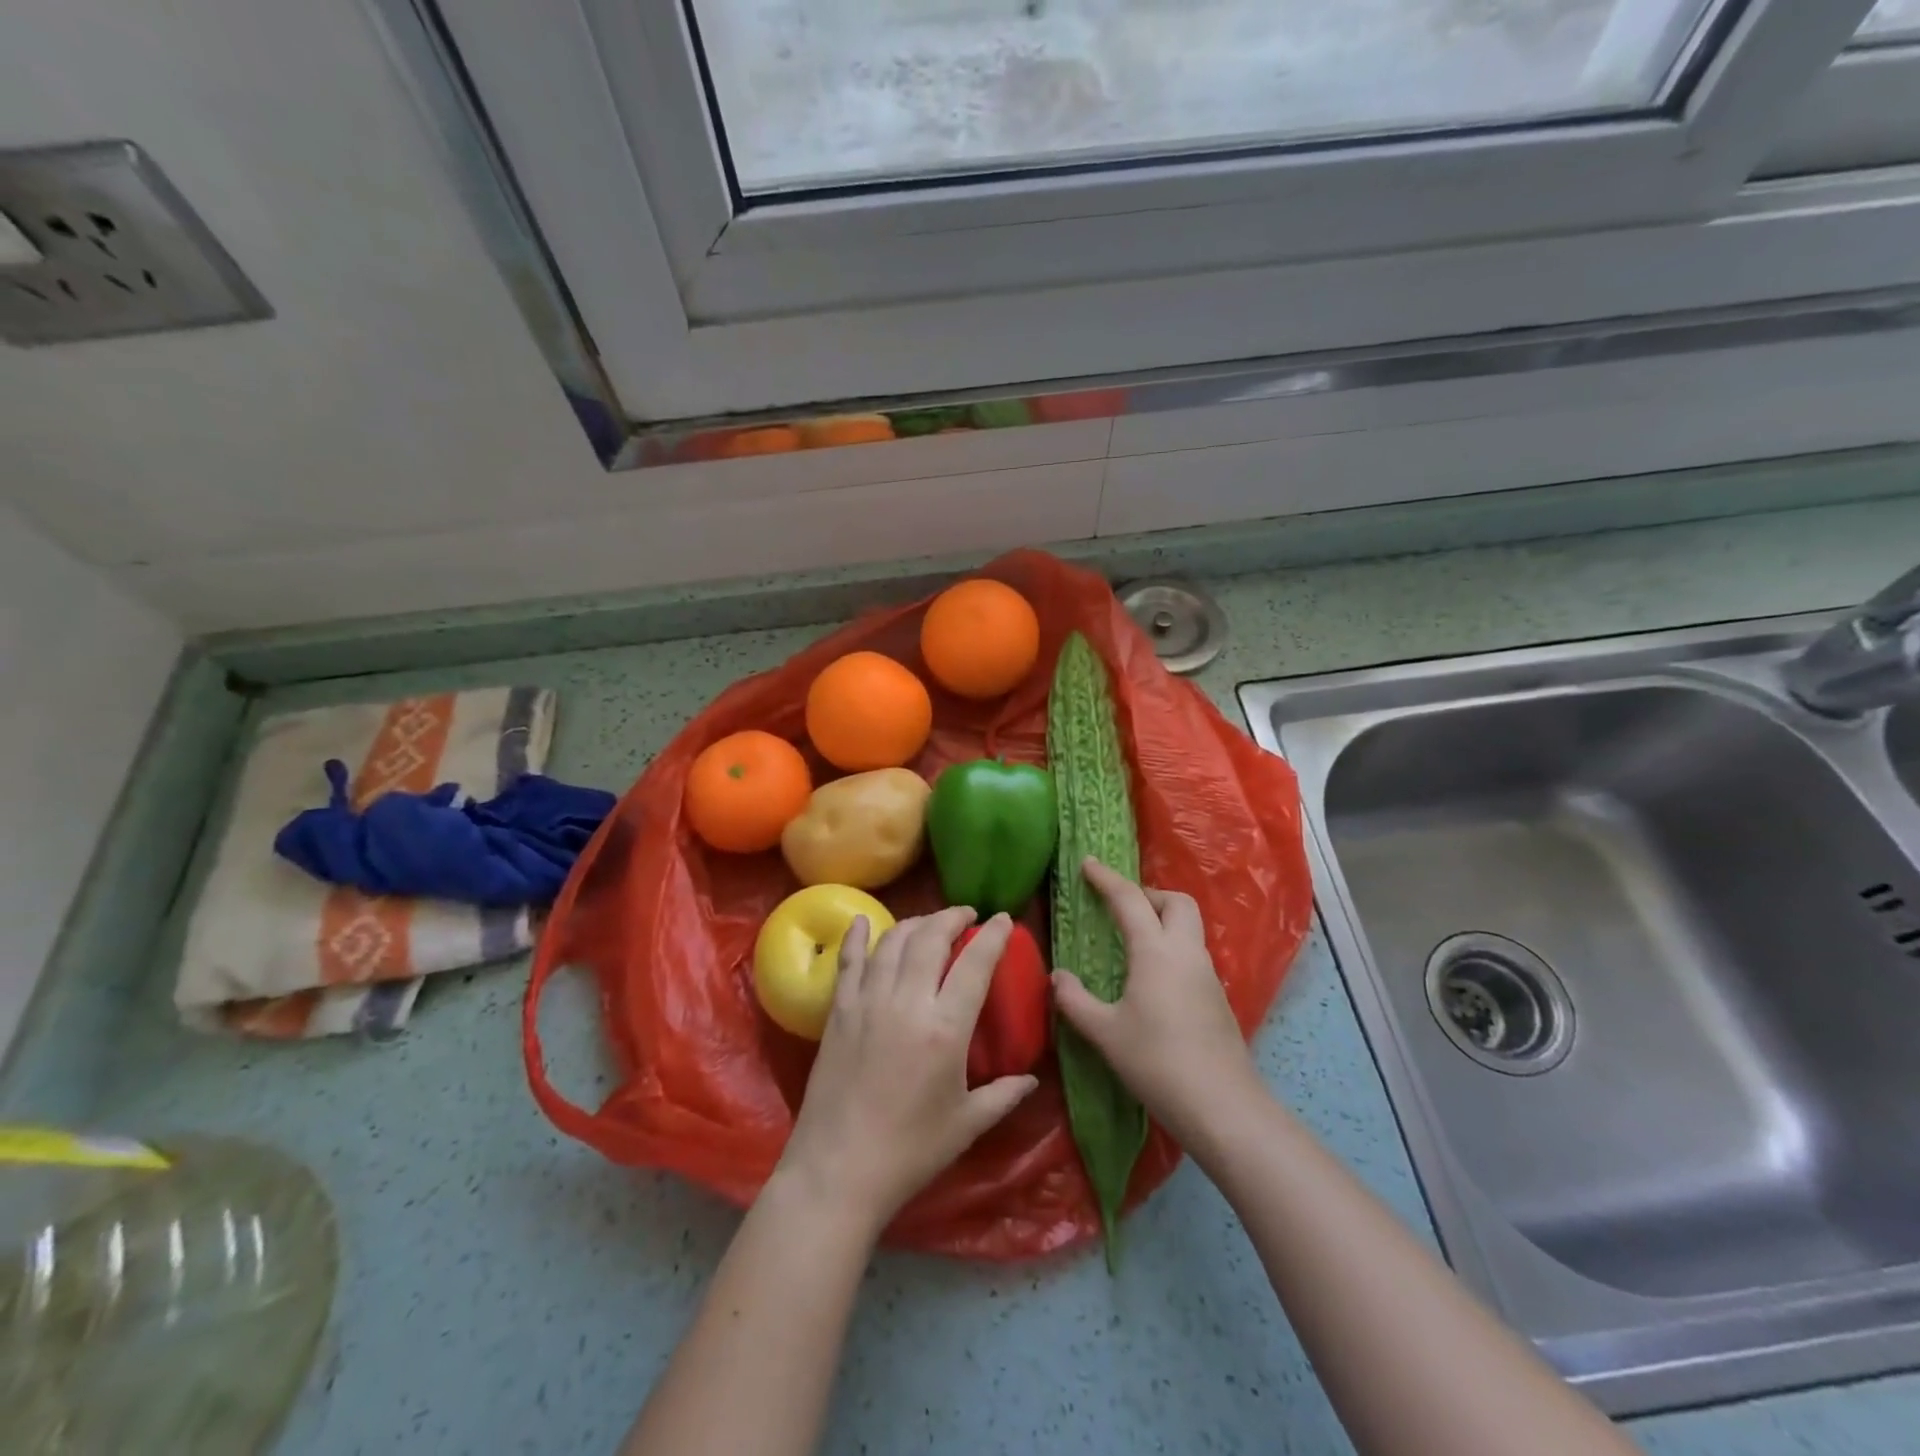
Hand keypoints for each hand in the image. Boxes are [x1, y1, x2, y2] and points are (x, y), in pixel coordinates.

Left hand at [776, 907, 1038, 1233]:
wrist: (838, 1171)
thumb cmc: (909, 1152)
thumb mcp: (966, 1125)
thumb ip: (1003, 1095)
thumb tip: (1031, 1079)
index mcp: (945, 1028)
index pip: (975, 964)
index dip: (993, 936)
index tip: (1004, 919)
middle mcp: (906, 1002)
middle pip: (930, 938)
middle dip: (952, 917)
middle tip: (966, 915)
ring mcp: (868, 1002)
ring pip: (893, 941)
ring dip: (915, 923)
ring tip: (930, 923)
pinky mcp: (838, 1011)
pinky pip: (849, 961)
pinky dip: (856, 936)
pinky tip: (862, 920)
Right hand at [1052, 858, 1260, 1144]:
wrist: (1223, 1107)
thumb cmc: (1157, 1063)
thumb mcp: (1105, 1033)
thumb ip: (1075, 1001)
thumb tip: (1058, 977)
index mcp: (1155, 951)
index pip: (1130, 900)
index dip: (1106, 878)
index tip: (1087, 863)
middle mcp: (1185, 952)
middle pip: (1176, 901)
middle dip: (1148, 894)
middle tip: (1119, 907)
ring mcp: (1207, 974)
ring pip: (1188, 927)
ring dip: (1162, 920)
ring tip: (1132, 940)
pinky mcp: (1216, 997)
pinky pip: (1192, 953)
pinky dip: (1171, 947)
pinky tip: (1152, 978)